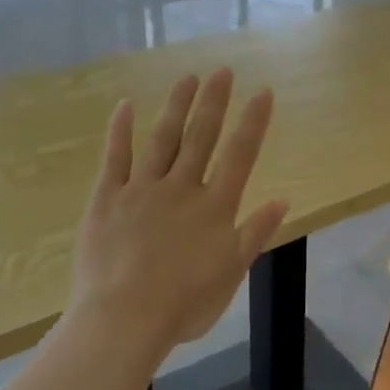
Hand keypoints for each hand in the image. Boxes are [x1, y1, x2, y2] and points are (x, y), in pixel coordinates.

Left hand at [70, 69, 288, 358]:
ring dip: (176, 106)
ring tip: (187, 78)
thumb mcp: (231, 273)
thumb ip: (255, 233)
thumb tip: (283, 199)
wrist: (124, 318)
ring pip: (162, 139)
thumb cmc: (184, 303)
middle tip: (222, 70)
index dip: (253, 122)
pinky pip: (114, 158)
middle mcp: (181, 188)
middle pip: (201, 137)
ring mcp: (141, 189)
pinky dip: (120, 131)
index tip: (263, 92)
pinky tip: (125, 106)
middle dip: (214, 102)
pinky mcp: (107, 198)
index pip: (240, 155)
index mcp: (215, 207)